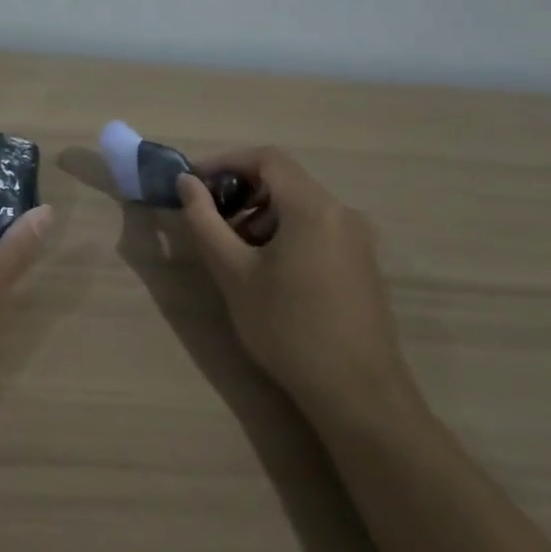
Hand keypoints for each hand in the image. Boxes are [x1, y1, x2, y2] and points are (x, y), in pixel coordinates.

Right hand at [176, 147, 415, 418]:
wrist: (357, 393)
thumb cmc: (287, 327)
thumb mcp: (233, 273)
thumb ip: (205, 221)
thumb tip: (187, 183)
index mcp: (313, 207)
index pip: (267, 158)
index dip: (225, 162)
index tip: (194, 184)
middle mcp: (342, 212)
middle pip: (285, 181)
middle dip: (242, 194)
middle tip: (211, 224)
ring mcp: (359, 240)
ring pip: (301, 208)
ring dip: (262, 217)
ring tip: (236, 255)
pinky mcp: (363, 265)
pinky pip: (318, 230)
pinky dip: (286, 235)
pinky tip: (269, 275)